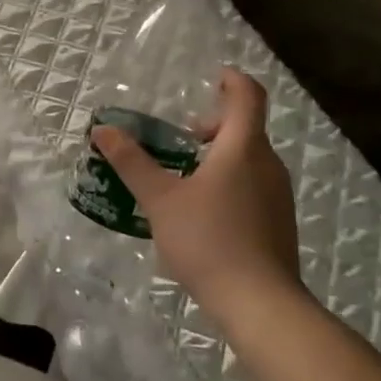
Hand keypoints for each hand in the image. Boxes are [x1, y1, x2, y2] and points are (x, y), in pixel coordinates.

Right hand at [90, 68, 301, 313]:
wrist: (260, 304)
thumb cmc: (208, 240)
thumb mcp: (159, 199)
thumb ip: (131, 162)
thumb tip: (102, 130)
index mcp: (243, 148)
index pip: (248, 96)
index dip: (233, 80)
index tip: (213, 77)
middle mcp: (268, 165)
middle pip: (247, 128)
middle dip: (214, 125)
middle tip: (183, 138)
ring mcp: (278, 195)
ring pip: (251, 158)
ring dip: (221, 156)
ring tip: (186, 178)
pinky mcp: (279, 222)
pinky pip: (255, 185)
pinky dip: (231, 181)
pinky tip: (204, 213)